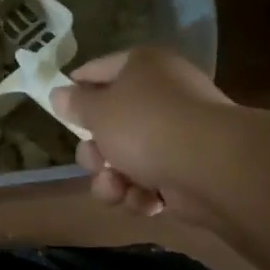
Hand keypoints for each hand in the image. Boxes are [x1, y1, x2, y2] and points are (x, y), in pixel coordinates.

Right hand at [51, 47, 230, 219]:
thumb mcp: (98, 111)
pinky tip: (147, 201)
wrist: (211, 167)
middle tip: (95, 161)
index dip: (76, 88)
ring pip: (125, 160)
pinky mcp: (187, 172)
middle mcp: (162, 96)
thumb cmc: (146, 125)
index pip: (99, 70)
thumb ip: (75, 104)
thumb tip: (59, 93)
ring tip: (117, 188)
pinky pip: (150, 182)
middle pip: (110, 124)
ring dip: (112, 180)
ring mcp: (177, 136)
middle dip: (95, 152)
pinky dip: (142, 194)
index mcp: (143, 68)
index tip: (59, 109)